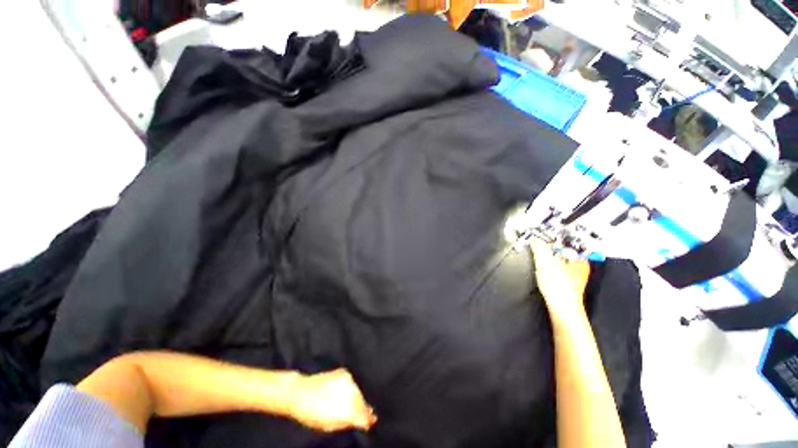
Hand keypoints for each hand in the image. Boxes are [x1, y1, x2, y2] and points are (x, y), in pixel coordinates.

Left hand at [288, 368, 376, 431]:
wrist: (301, 392)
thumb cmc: (312, 414)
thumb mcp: (330, 425)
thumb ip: (349, 423)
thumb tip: (365, 422)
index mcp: (348, 409)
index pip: (364, 415)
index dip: (368, 420)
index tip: (370, 421)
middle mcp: (351, 393)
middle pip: (363, 403)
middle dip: (361, 408)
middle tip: (356, 414)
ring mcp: (348, 380)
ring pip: (358, 392)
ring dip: (356, 398)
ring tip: (346, 404)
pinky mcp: (344, 372)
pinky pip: (352, 383)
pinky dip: (350, 388)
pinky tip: (341, 393)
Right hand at [530, 239, 590, 321]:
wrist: (561, 308)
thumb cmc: (559, 288)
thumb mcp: (545, 263)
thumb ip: (539, 248)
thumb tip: (534, 239)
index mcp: (580, 258)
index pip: (568, 240)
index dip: (554, 236)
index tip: (544, 234)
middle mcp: (580, 265)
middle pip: (563, 249)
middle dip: (549, 246)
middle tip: (538, 244)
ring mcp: (574, 273)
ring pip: (559, 258)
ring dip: (548, 256)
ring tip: (539, 256)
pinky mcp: (567, 281)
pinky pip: (557, 266)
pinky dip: (549, 265)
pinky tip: (543, 268)